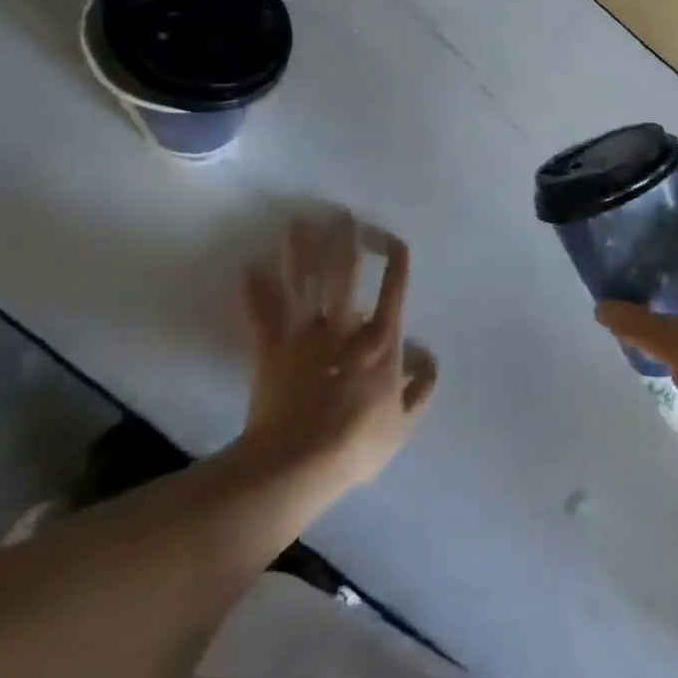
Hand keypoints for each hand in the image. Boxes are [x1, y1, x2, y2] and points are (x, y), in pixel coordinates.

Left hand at [239, 210, 437, 494]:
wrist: (298, 462)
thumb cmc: (357, 442)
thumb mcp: (404, 424)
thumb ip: (421, 390)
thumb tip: (430, 360)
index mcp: (380, 342)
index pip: (393, 292)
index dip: (396, 264)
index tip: (395, 240)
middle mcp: (343, 329)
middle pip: (345, 276)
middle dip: (345, 243)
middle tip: (343, 214)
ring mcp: (303, 337)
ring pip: (302, 285)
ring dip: (299, 253)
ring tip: (296, 224)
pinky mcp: (270, 351)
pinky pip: (261, 316)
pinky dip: (254, 293)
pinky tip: (247, 268)